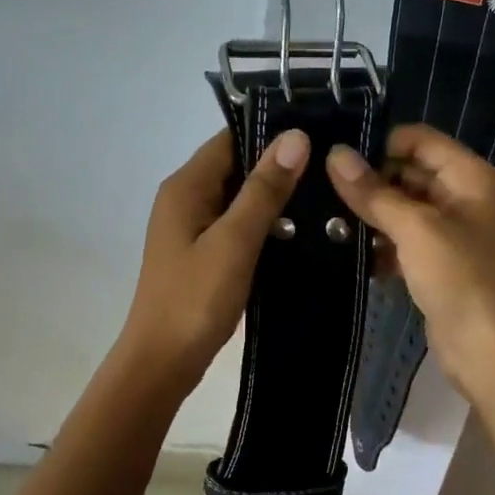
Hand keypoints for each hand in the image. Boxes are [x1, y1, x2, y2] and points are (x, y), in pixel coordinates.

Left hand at [117, 126, 308, 393]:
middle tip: (332, 169)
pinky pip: (237, 226)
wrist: (162, 362)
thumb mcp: (234, 241)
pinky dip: (265, 226)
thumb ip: (264, 189)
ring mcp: (192, 228)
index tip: (320, 134)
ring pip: (240, 199)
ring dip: (275, 199)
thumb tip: (295, 137)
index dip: (272, 132)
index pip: (231, 138)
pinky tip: (300, 233)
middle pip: (236, 166)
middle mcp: (185, 198)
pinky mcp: (203, 254)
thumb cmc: (195, 299)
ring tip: (327, 197)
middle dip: (279, 167)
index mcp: (186, 186)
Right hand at [326, 124, 494, 403]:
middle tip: (319, 189)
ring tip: (323, 219)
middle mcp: (463, 198)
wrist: (491, 349)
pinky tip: (344, 251)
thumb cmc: (461, 278)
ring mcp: (450, 233)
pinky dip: (379, 244)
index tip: (335, 156)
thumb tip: (335, 154)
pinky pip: (403, 242)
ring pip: (402, 210)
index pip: (419, 140)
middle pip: (409, 173)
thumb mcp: (416, 229)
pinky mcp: (437, 265)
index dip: (380, 143)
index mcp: (469, 177)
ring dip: (370, 215)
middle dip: (369, 181)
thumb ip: (374, 192)